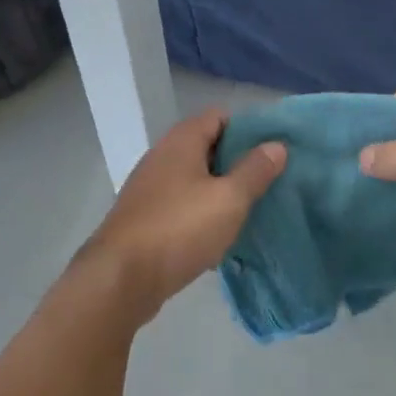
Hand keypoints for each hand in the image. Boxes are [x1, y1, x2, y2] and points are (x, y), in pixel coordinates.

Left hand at [78, 108, 285, 321]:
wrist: (120, 279)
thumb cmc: (179, 229)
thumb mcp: (229, 199)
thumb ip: (255, 170)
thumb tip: (276, 145)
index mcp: (182, 141)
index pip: (220, 116)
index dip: (249, 129)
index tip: (273, 151)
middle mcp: (162, 156)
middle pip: (207, 147)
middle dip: (238, 162)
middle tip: (268, 181)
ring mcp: (149, 188)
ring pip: (194, 179)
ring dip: (220, 191)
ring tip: (249, 209)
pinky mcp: (144, 217)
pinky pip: (181, 205)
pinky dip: (201, 213)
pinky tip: (218, 236)